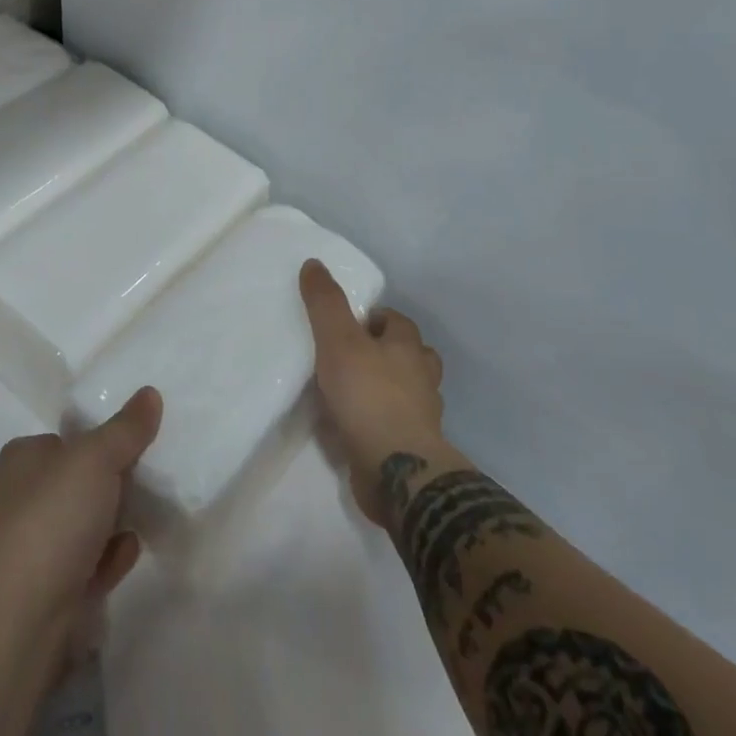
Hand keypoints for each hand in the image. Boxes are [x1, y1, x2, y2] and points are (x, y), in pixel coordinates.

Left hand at [0, 386, 161, 639]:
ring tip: (147, 515)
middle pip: (75, 482)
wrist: (18, 622)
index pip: (64, 439)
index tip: (134, 445)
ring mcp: (29, 550)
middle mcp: (18, 500)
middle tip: (147, 480)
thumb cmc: (51, 520)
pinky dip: (107, 559)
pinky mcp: (43, 594)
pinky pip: (85, 566)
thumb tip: (150, 393)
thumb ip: (126, 428)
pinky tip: (130, 554)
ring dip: (113, 523)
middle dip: (111, 484)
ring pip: (81, 526)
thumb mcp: (96, 459)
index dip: (97, 440)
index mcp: (21, 459)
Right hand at [300, 259, 446, 526]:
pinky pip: (395, 429)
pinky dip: (378, 425)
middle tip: (351, 356)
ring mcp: (422, 419)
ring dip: (385, 391)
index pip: (398, 322)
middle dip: (387, 354)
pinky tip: (352, 430)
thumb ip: (326, 303)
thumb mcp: (338, 340)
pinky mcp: (412, 452)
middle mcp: (422, 380)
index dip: (375, 318)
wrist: (397, 472)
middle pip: (410, 357)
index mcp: (409, 348)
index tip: (350, 324)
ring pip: (407, 394)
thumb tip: (314, 263)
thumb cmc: (369, 396)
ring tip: (350, 392)